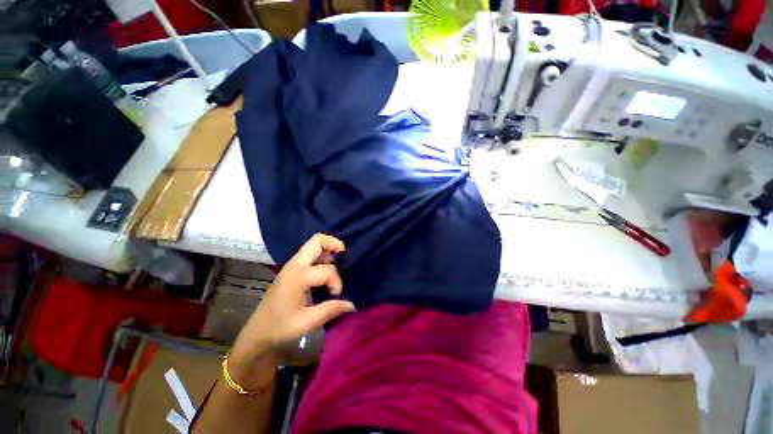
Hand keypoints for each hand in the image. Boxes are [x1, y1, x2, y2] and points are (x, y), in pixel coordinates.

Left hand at [228, 234, 355, 386]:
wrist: (257, 334)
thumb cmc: (280, 328)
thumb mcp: (307, 322)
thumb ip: (331, 309)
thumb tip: (352, 304)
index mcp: (297, 277)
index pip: (327, 270)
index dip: (337, 282)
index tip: (335, 296)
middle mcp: (294, 265)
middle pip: (317, 240)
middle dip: (334, 244)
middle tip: (344, 258)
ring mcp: (292, 265)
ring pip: (313, 245)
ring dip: (328, 250)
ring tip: (336, 264)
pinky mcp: (291, 270)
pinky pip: (310, 254)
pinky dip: (322, 255)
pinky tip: (326, 270)